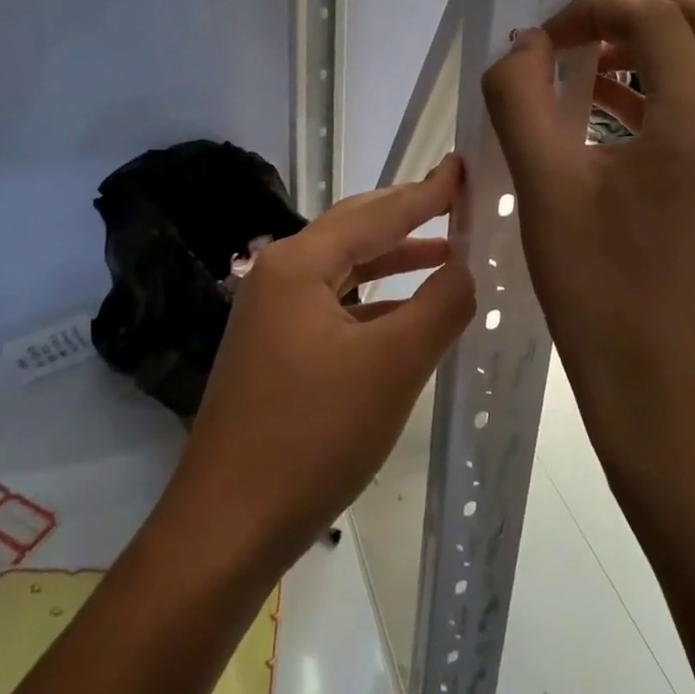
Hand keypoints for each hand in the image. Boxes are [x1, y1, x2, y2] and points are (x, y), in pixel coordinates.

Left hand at [161, 157, 475, 563]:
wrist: (227, 525)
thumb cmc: (312, 436)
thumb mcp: (390, 367)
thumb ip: (438, 307)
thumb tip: (467, 269)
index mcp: (298, 264)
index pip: (375, 214)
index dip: (425, 193)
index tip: (462, 168)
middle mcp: (278, 275)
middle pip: (353, 231)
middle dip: (406, 216)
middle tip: (455, 199)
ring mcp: (271, 314)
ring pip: (343, 270)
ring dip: (392, 259)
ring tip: (445, 251)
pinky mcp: (274, 349)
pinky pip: (333, 306)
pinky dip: (373, 301)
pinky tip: (404, 314)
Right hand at [480, 0, 694, 482]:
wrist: (663, 387)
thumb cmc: (596, 286)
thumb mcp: (542, 184)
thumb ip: (520, 96)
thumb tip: (525, 44)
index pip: (655, 19)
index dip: (594, 11)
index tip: (547, 39)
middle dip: (642, 8)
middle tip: (584, 30)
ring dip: (661, 46)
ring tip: (594, 70)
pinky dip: (677, 89)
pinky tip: (621, 117)